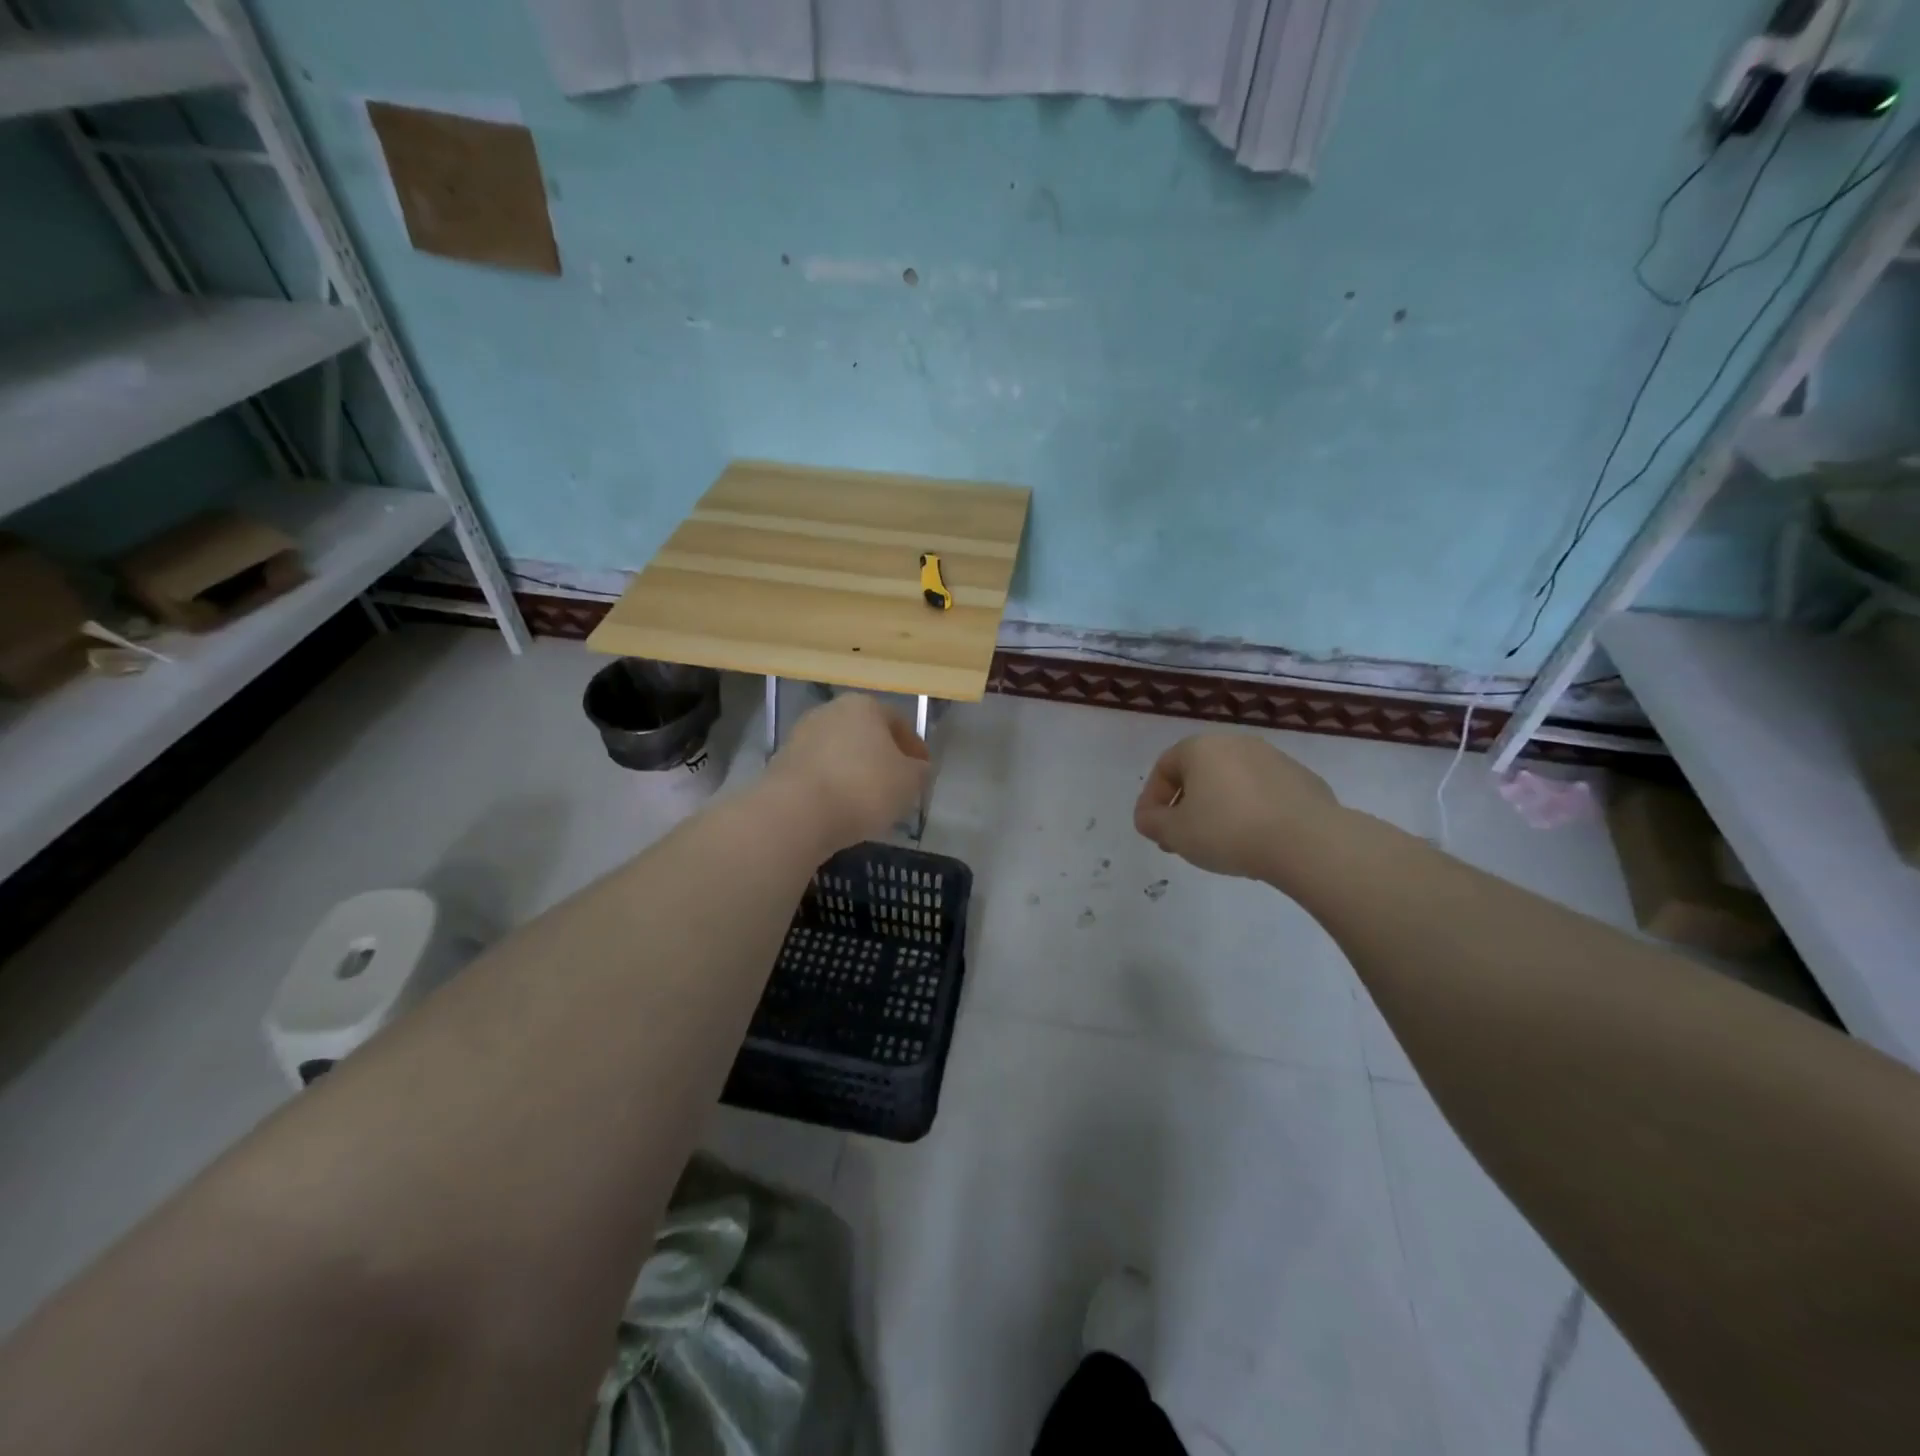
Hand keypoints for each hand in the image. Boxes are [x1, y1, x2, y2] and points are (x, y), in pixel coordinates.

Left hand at [765, 693, 929, 851]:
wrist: (796, 813)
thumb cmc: (863, 787)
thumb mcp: (910, 781)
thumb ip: (919, 771)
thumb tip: (916, 768)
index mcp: (864, 705)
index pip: (899, 722)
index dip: (915, 748)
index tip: (923, 772)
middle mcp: (830, 711)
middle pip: (866, 734)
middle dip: (882, 757)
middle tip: (896, 785)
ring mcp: (801, 736)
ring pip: (840, 753)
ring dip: (855, 771)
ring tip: (868, 802)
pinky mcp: (782, 763)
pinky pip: (819, 772)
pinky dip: (832, 785)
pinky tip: (841, 808)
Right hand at [1133, 734, 1341, 881]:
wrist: (1307, 841)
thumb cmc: (1228, 830)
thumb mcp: (1174, 833)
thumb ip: (1151, 822)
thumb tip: (1148, 817)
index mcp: (1201, 748)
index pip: (1163, 768)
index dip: (1151, 800)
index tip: (1153, 830)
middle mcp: (1236, 743)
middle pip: (1199, 774)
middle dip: (1185, 806)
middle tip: (1180, 840)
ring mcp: (1274, 759)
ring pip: (1232, 784)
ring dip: (1218, 809)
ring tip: (1218, 844)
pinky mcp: (1303, 780)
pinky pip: (1263, 795)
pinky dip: (1251, 813)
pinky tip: (1254, 842)